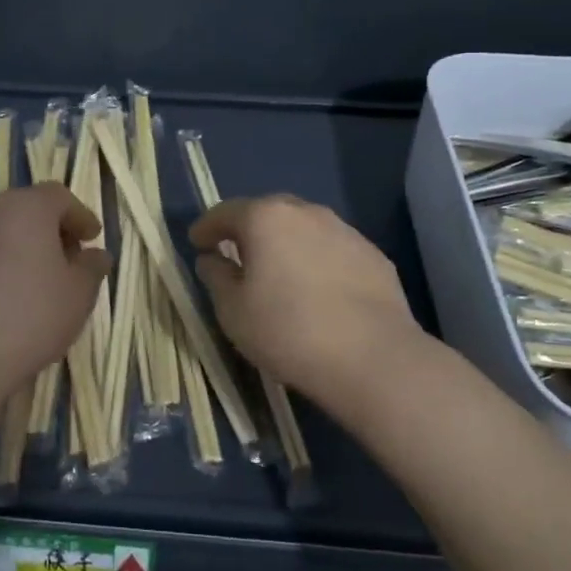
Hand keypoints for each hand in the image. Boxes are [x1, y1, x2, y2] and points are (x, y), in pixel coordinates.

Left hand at [0, 182, 112, 390]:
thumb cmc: (29, 318)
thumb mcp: (78, 296)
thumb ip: (91, 268)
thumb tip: (96, 255)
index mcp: (25, 209)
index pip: (58, 196)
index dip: (79, 215)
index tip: (90, 239)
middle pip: (23, 210)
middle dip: (47, 231)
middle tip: (63, 261)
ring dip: (14, 249)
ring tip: (27, 285)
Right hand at [189, 194, 422, 399]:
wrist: (373, 358)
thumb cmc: (288, 331)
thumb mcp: (233, 311)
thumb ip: (217, 277)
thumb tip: (212, 259)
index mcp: (265, 218)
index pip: (225, 212)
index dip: (206, 228)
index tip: (197, 243)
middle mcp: (306, 212)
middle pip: (267, 213)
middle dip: (248, 230)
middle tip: (236, 254)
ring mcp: (344, 231)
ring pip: (304, 229)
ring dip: (286, 243)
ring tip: (280, 273)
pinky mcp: (373, 255)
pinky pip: (332, 250)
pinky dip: (317, 261)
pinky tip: (318, 290)